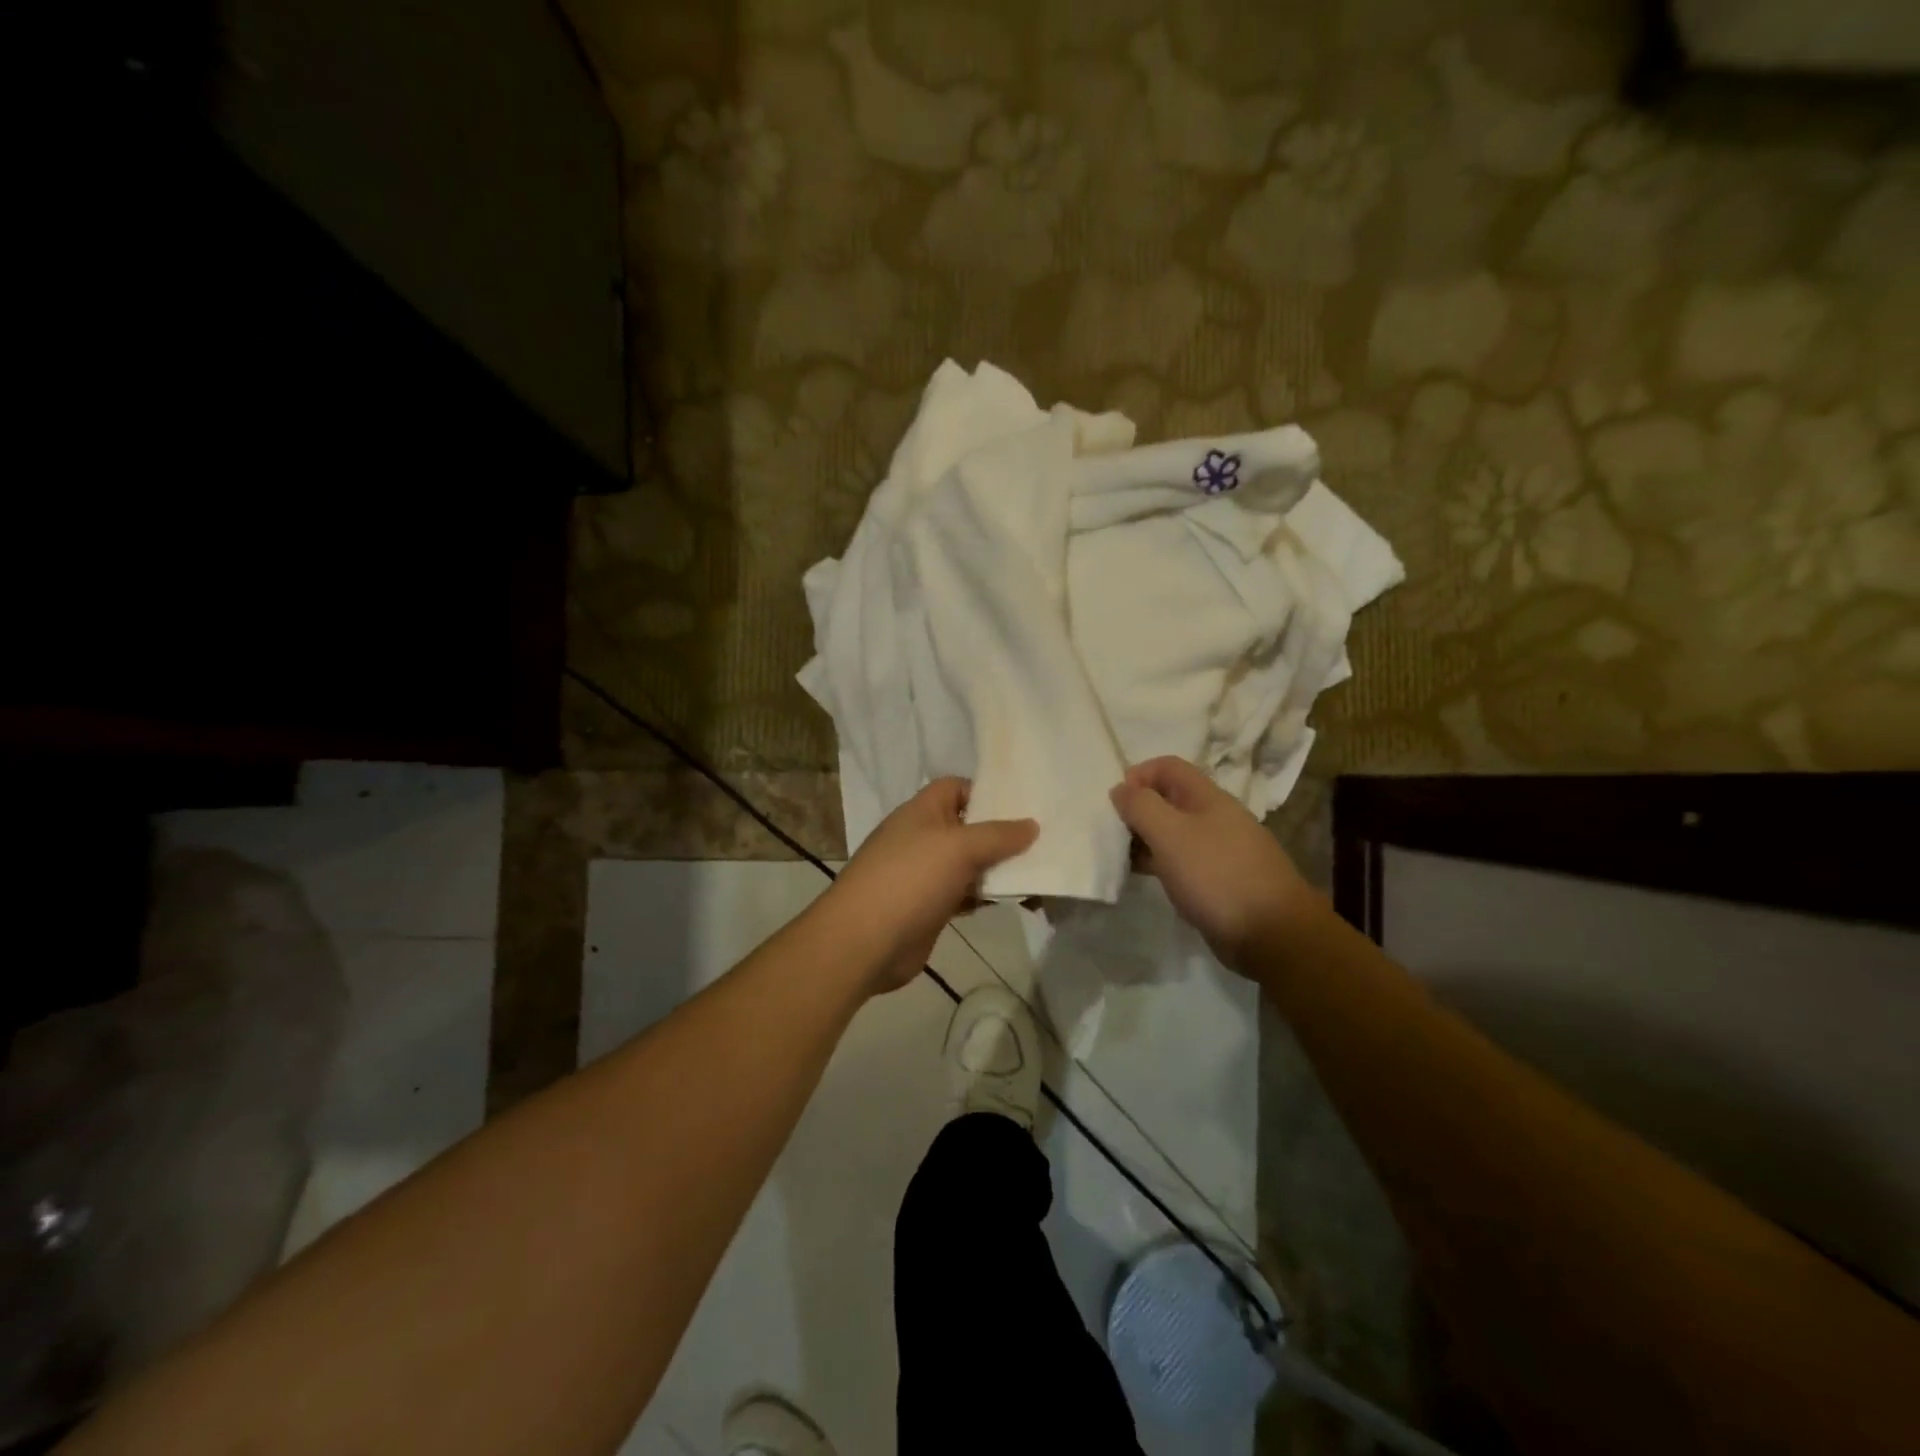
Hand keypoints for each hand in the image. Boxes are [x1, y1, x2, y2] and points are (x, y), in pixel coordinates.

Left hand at [823, 778, 1037, 994]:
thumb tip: (1032, 825)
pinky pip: (967, 893)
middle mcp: (923, 837)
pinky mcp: (931, 907)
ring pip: (970, 863)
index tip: (1023, 803)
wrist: (864, 942)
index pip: (957, 787)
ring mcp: (925, 874)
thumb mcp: (958, 847)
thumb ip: (997, 835)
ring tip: (1042, 871)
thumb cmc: (910, 879)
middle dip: (1002, 833)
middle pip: (968, 826)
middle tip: (1045, 839)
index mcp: (922, 811)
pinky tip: (1019, 901)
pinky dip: (988, 895)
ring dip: (1000, 868)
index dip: (987, 791)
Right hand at [1109, 756, 1316, 973]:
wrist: (1272, 933)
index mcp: (1208, 797)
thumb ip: (1141, 807)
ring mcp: (1219, 850)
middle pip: (1169, 799)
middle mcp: (1215, 818)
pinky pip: (1183, 861)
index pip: (1168, 767)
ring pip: (1174, 832)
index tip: (1116, 802)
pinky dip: (1161, 863)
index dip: (1138, 775)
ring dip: (1146, 839)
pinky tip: (1147, 878)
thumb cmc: (1217, 875)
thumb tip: (1120, 788)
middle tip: (1113, 833)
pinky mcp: (1219, 880)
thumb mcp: (1170, 834)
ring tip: (1122, 858)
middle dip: (1138, 809)